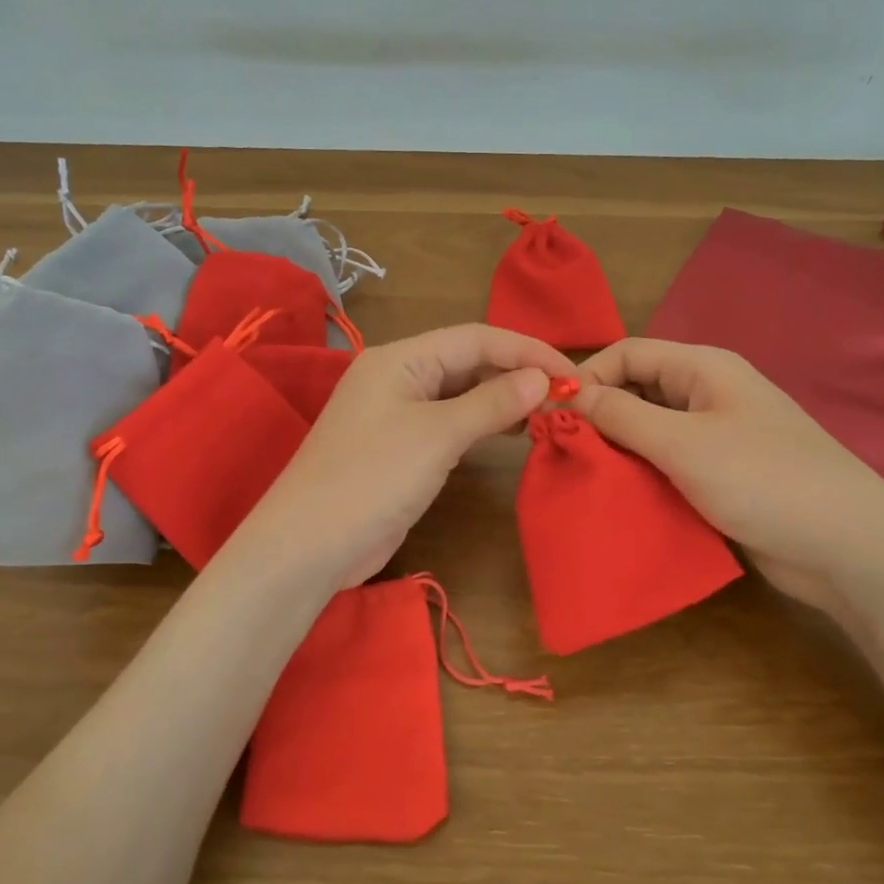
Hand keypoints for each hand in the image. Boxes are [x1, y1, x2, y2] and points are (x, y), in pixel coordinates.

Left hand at [236, 324, 575, 590]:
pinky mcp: (400, 450)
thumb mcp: (438, 435)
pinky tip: (511, 434)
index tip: (572, 373)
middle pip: (467, 362)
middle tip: (567, 397)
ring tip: (548, 413)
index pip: (475, 338)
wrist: (310, 545)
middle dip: (516, 375)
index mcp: (400, 358)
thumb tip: (541, 377)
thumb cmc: (373, 477)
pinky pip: (449, 424)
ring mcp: (396, 415)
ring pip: (460, 394)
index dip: (526, 351)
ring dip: (502, 400)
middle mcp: (397, 378)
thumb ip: (492, 402)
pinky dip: (481, 426)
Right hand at [573, 338, 883, 615]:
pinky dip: (639, 475)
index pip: (628, 353)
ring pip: (648, 431)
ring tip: (579, 474)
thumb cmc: (763, 479)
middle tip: (560, 448)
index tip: (551, 413)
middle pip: (637, 390)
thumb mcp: (683, 443)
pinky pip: (666, 465)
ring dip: (615, 450)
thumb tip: (568, 392)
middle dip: (597, 415)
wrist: (848, 549)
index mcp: (704, 369)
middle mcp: (708, 395)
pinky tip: (614, 496)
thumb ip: (621, 415)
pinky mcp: (720, 477)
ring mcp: (716, 438)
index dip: (587, 374)